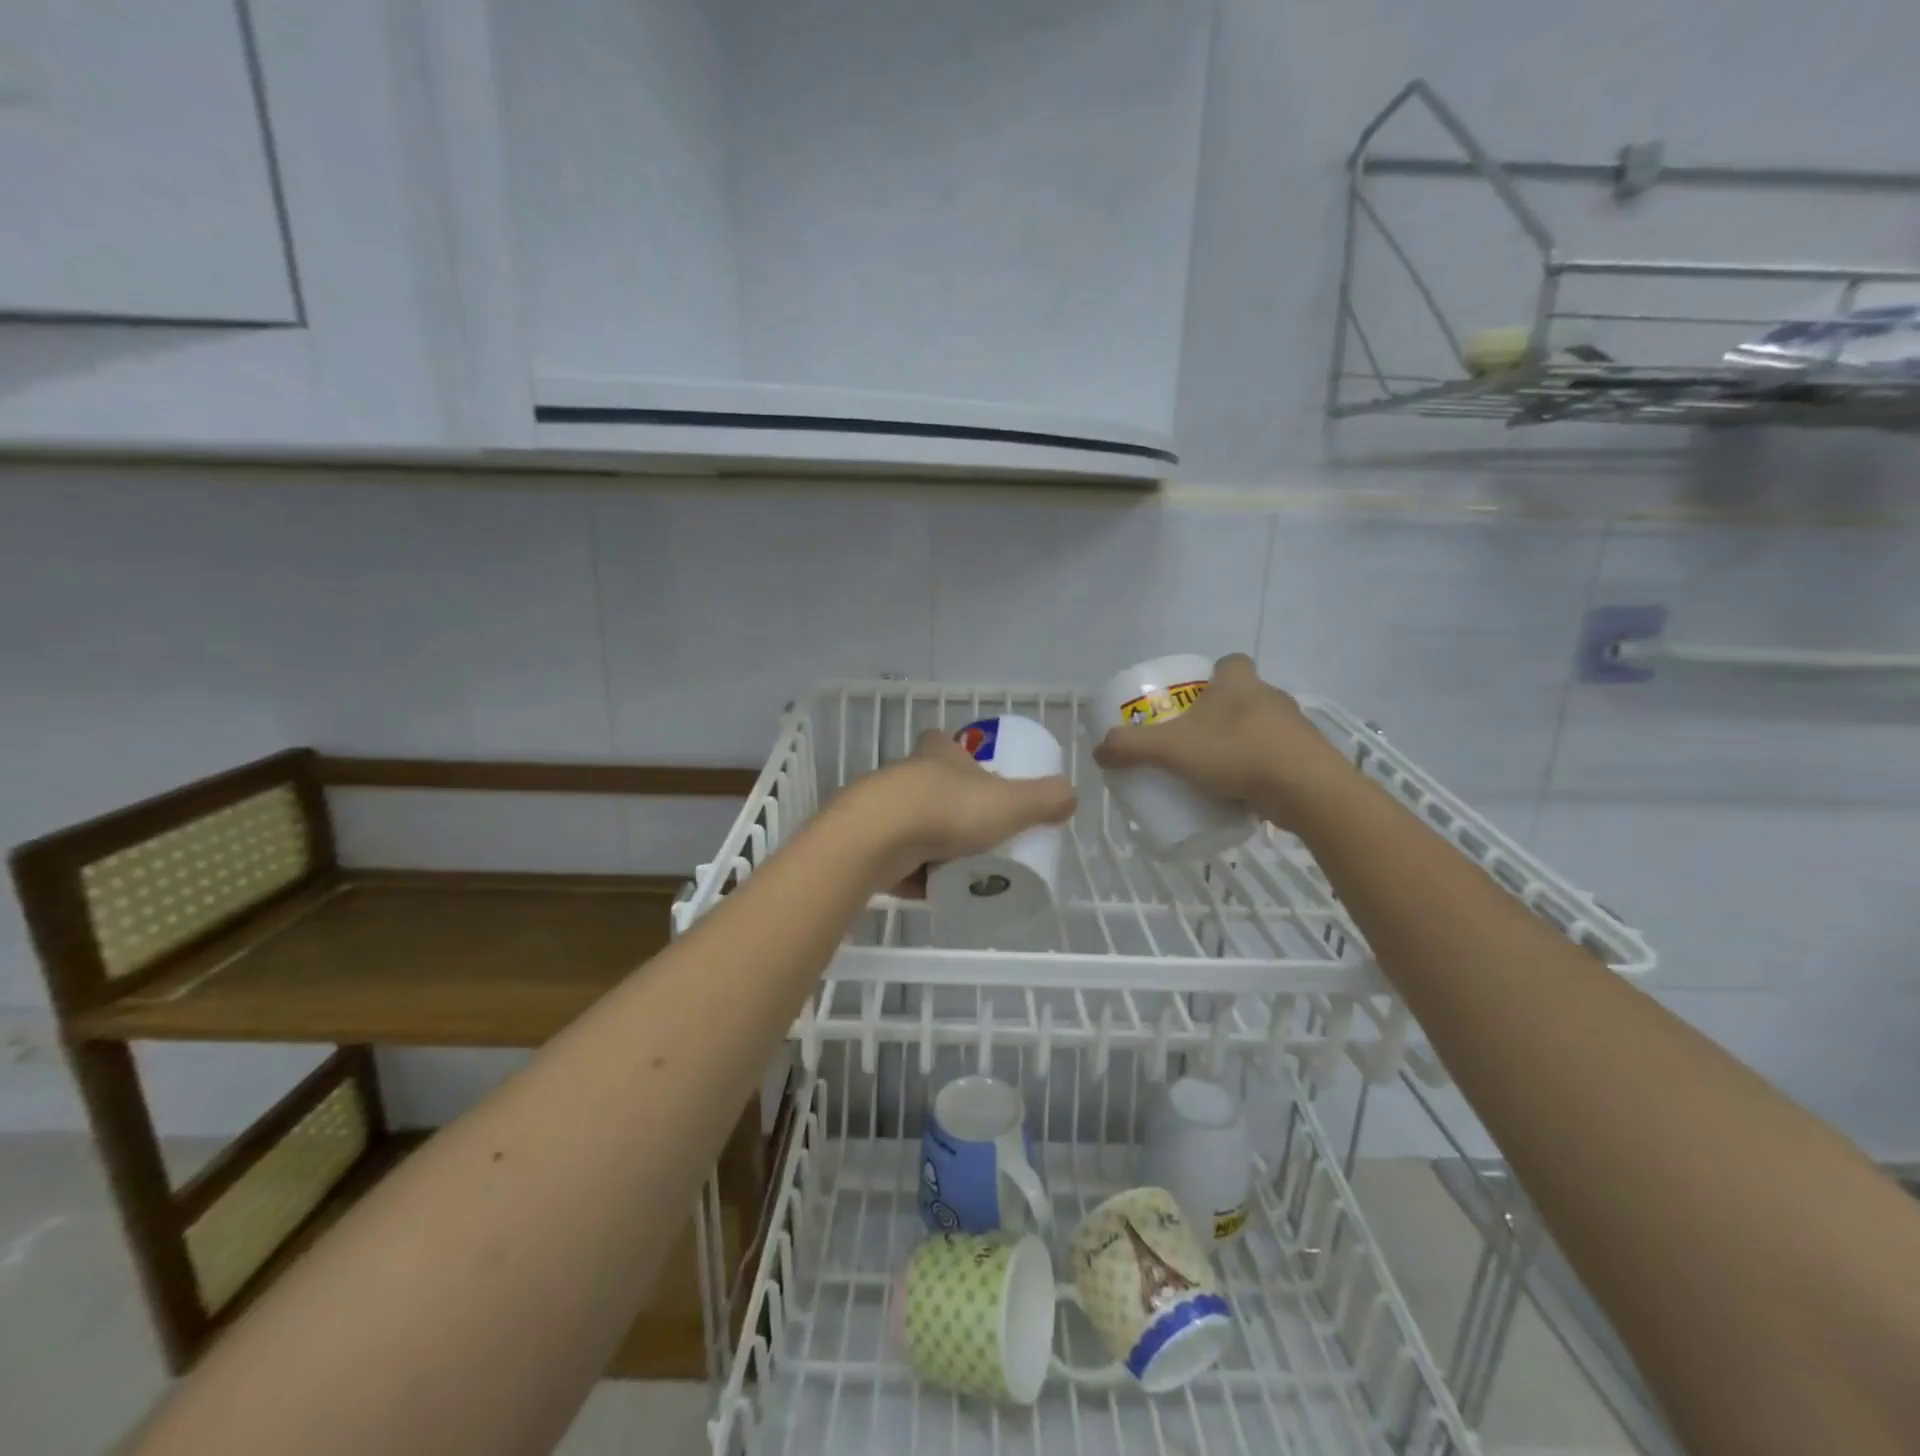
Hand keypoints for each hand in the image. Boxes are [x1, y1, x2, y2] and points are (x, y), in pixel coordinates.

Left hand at [848, 729, 1076, 891]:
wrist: (876, 840)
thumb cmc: (948, 810)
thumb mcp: (1011, 803)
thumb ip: (1045, 798)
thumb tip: (1070, 795)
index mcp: (938, 754)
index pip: (947, 742)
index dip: (962, 757)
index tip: (979, 779)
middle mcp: (905, 774)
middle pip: (930, 786)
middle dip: (951, 809)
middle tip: (978, 835)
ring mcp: (879, 808)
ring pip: (911, 823)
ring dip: (931, 844)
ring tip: (958, 870)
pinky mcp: (863, 842)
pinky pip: (894, 859)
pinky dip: (912, 874)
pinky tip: (930, 892)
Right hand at [1091, 653, 1353, 830]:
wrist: (1306, 789)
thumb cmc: (1236, 753)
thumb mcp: (1171, 749)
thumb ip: (1131, 747)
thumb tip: (1099, 751)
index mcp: (1239, 683)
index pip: (1229, 663)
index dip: (1211, 676)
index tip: (1193, 699)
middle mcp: (1270, 697)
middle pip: (1241, 697)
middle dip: (1219, 715)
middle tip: (1192, 740)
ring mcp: (1293, 728)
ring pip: (1259, 729)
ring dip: (1239, 744)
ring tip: (1213, 771)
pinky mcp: (1306, 758)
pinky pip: (1275, 758)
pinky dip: (1258, 770)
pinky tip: (1239, 792)